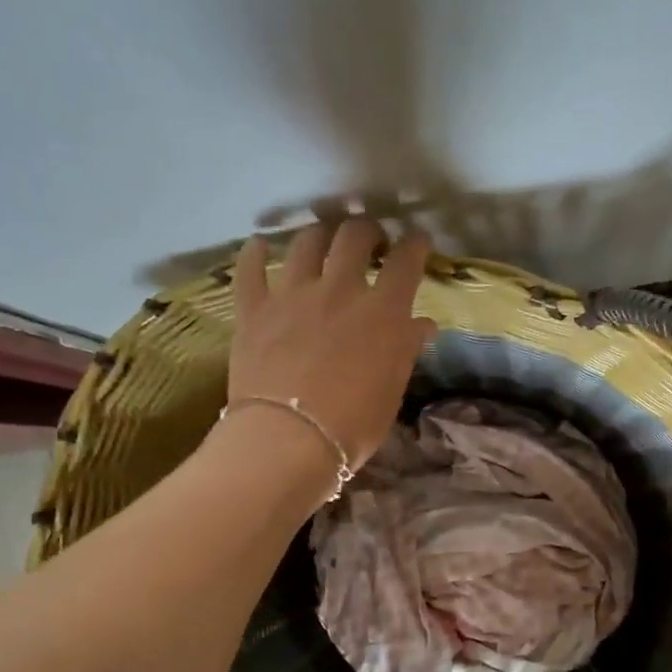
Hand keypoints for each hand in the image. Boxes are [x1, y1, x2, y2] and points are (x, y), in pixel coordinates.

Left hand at [228, 219, 438, 465]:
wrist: (289, 440)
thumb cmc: (354, 425)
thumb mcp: (392, 390)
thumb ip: (406, 349)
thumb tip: (422, 324)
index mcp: (383, 312)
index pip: (407, 262)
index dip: (415, 246)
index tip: (417, 243)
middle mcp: (340, 290)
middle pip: (355, 237)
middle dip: (367, 231)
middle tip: (371, 241)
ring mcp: (293, 295)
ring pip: (307, 243)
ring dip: (320, 235)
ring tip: (324, 242)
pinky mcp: (254, 309)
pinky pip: (250, 268)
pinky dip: (256, 253)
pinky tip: (260, 245)